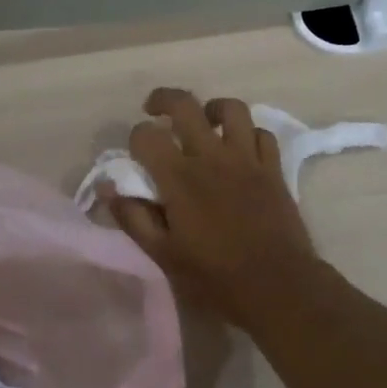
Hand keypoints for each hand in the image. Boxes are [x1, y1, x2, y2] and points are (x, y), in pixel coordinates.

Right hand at [103, 88, 321, 324]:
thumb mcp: (163, 255)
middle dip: (163, 100)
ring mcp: (247, 159)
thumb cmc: (215, 277)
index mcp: (179, 177)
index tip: (135, 155)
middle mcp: (211, 157)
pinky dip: (247, 134)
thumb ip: (133, 218)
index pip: (146, 135)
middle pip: (185, 105)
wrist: (278, 287)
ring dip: (212, 109)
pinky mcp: (273, 169)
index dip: (134, 138)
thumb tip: (108, 188)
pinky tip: (239, 149)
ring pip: (231, 109)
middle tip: (155, 111)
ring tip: (204, 122)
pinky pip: (261, 134)